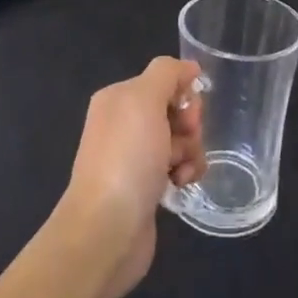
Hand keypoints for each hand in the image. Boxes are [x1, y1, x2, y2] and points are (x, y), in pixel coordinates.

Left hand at [57, 57, 206, 297]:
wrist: (107, 229)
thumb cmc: (127, 157)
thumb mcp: (145, 99)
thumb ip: (167, 73)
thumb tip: (190, 68)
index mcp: (118, 98)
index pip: (164, 80)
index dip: (183, 94)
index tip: (188, 113)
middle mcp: (123, 124)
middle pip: (175, 111)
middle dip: (189, 126)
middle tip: (184, 142)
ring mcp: (133, 157)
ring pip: (180, 141)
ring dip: (190, 152)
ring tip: (183, 172)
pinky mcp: (144, 187)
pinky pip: (176, 167)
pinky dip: (185, 172)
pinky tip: (180, 186)